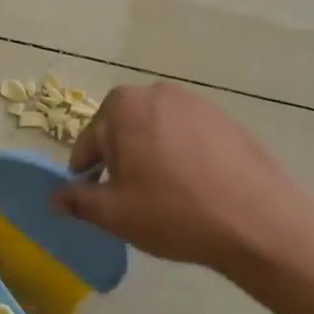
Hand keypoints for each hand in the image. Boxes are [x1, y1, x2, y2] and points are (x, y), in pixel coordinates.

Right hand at [53, 82, 313, 274]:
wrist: (257, 219)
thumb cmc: (173, 211)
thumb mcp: (114, 213)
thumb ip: (78, 200)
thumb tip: (56, 197)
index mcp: (124, 106)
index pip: (90, 141)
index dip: (87, 173)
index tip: (95, 198)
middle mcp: (159, 93)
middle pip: (124, 129)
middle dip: (122, 160)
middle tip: (131, 199)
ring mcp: (197, 103)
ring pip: (158, 131)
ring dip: (153, 156)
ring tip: (166, 196)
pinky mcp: (227, 119)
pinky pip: (190, 137)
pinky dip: (184, 157)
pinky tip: (196, 188)